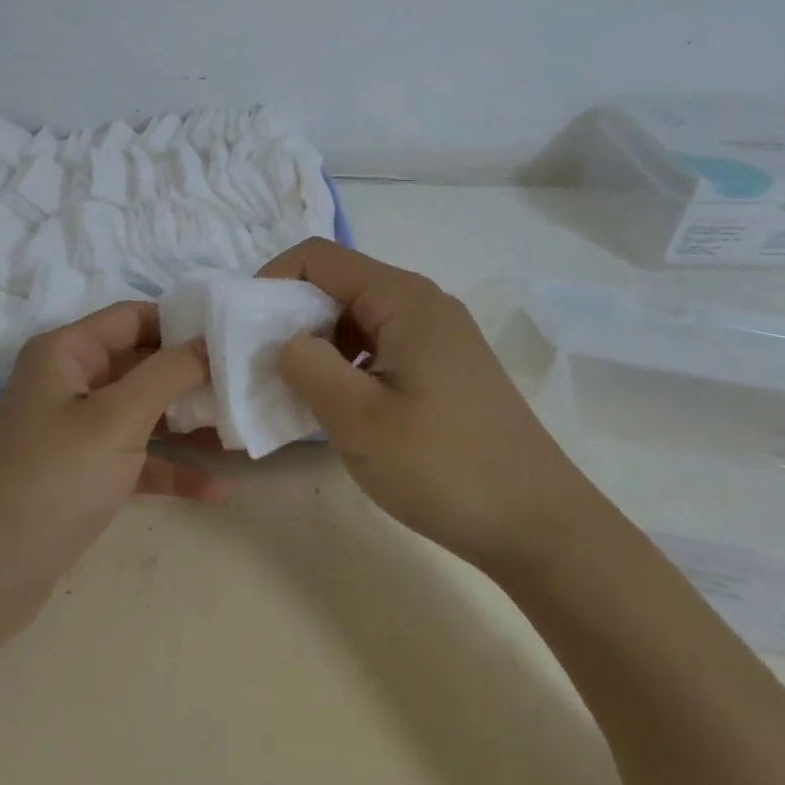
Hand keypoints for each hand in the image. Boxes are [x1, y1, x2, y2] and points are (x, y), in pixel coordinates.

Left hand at [0, 302, 222, 614]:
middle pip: (142, 364)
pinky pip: (136, 458)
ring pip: (143, 413)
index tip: (233, 337)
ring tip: (243, 434)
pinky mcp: (83, 473)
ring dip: (189, 425)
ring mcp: (76, 430)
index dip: (182, 323)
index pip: (133, 317)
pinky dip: (170, 469)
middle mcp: (70, 382)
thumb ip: (168, 374)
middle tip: (247, 387)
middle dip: (193, 378)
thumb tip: (209, 341)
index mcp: (66, 352)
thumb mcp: (117, 420)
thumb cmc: (53, 480)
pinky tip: (217, 490)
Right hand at [259, 238, 591, 570]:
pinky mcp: (445, 367)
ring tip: (296, 390)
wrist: (540, 526)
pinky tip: (340, 406)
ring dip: (319, 344)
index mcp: (403, 298)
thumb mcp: (358, 419)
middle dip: (291, 316)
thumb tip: (284, 341)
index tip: (244, 328)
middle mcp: (423, 302)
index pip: (318, 258)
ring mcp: (439, 336)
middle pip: (339, 284)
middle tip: (262, 365)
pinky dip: (347, 364)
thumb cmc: (444, 467)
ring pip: (358, 318)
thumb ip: (306, 367)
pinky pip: (381, 346)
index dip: (271, 280)